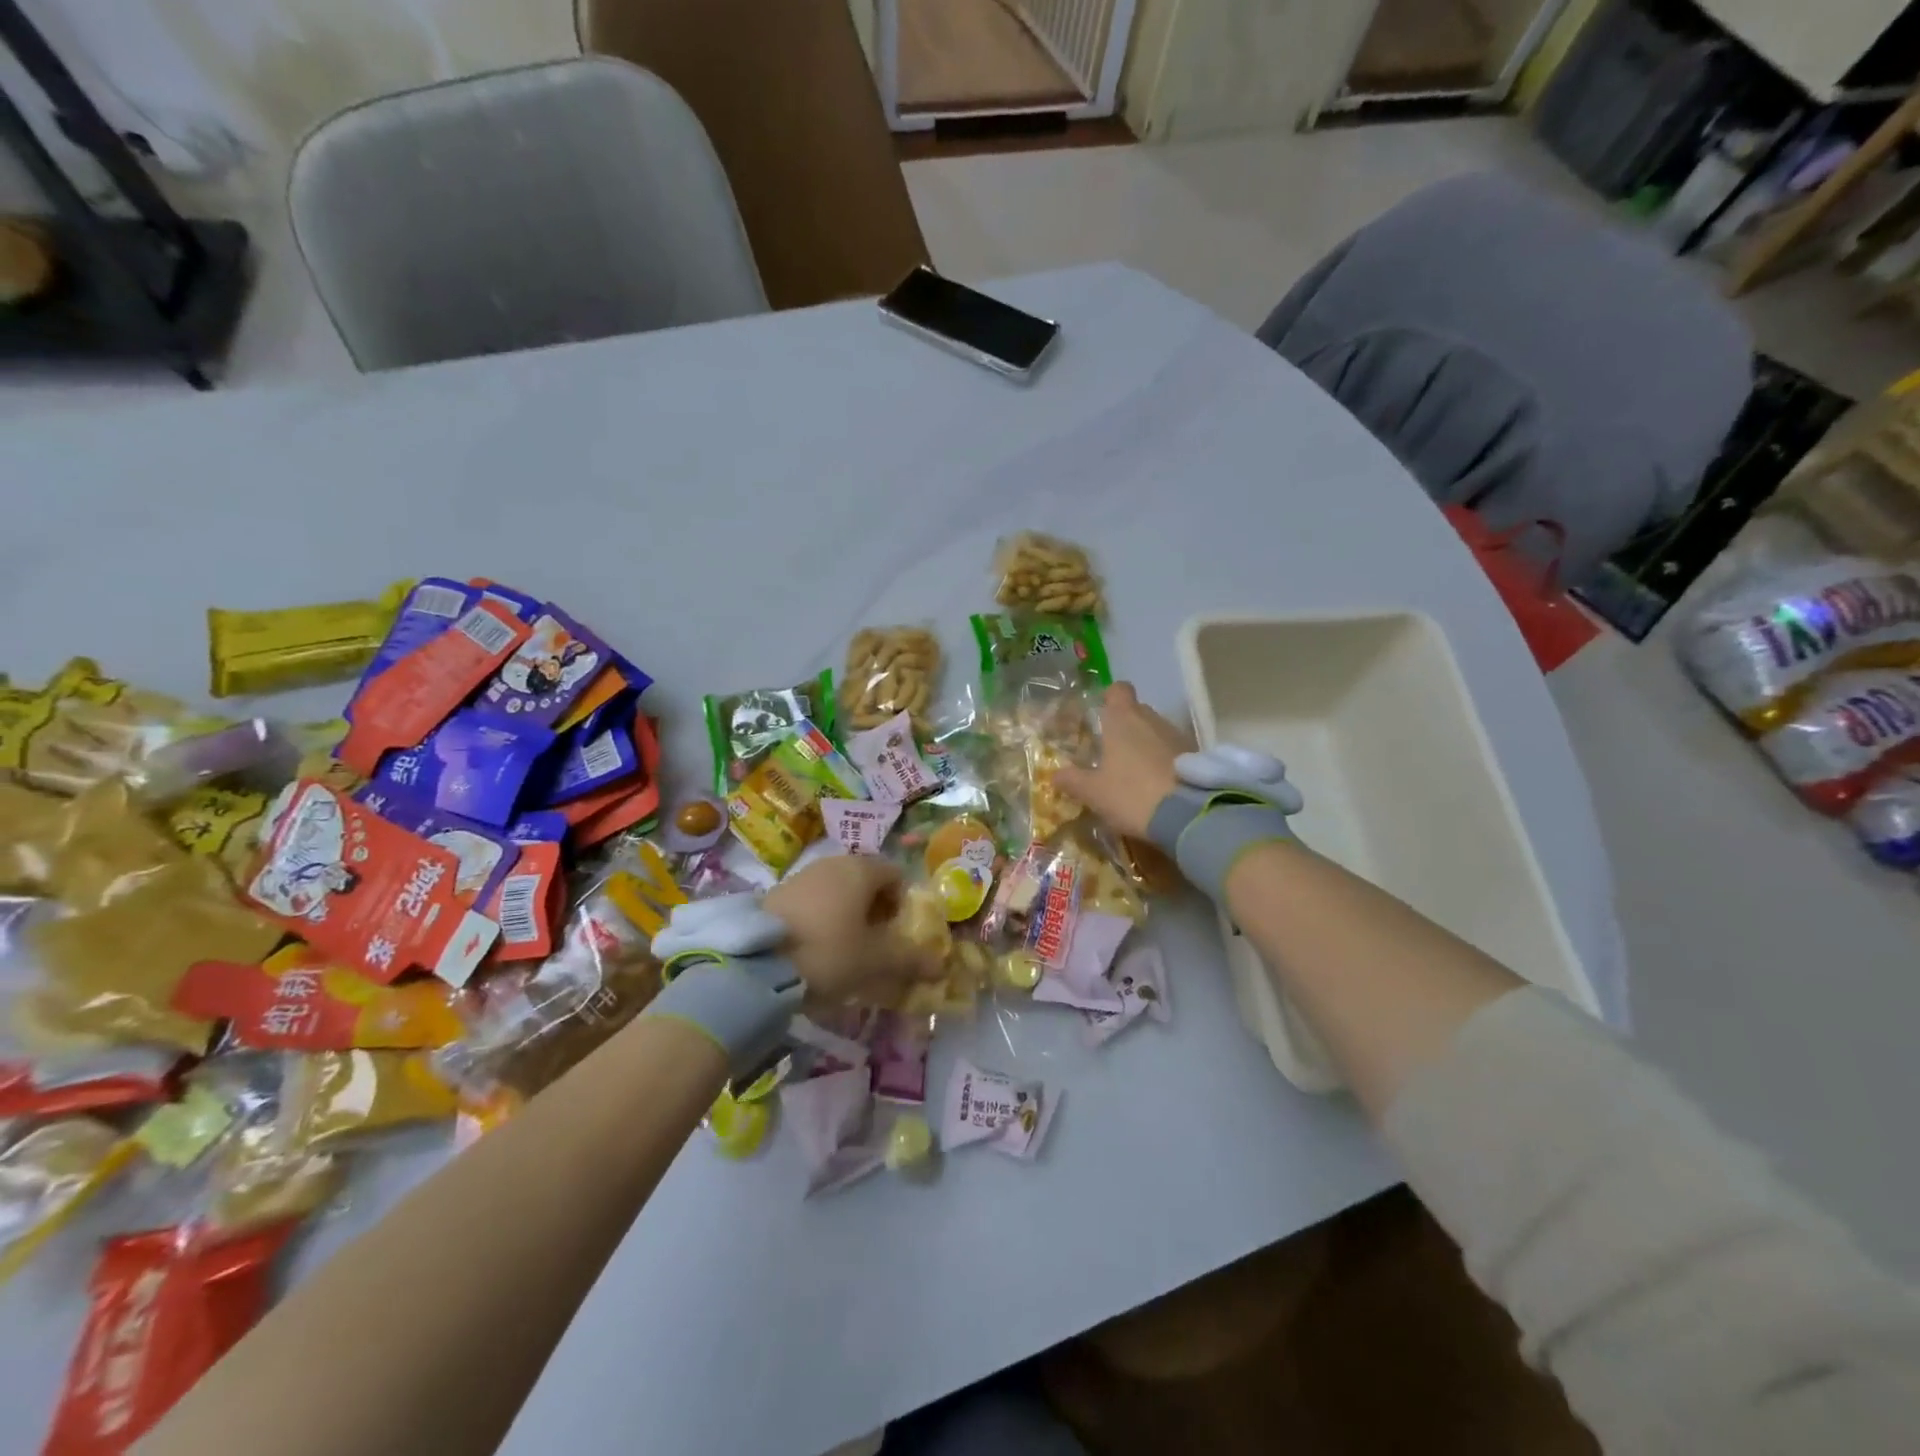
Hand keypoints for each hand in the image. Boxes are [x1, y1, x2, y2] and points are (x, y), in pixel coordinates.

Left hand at [764, 855, 942, 1002]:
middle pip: (866, 881)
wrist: (755, 963)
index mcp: (861, 869)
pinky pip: (812, 901)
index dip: (902, 904)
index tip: (897, 934)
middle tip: (874, 945)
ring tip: (844, 950)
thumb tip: (941, 964)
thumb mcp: (874, 961)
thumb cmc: (828, 952)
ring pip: (837, 891)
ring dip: (847, 915)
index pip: (895, 874)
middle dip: (875, 910)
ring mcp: (801, 875)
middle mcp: (832, 863)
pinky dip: (821, 918)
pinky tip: (814, 948)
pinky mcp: (776, 893)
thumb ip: (910, 959)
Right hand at [1054, 682, 1184, 839]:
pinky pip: (1174, 751)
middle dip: (1125, 727)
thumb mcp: (1093, 793)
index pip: (1118, 690)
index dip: (1109, 698)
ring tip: (1135, 774)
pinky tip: (1157, 785)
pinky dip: (1165, 761)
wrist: (1188, 815)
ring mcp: (1177, 736)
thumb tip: (1055, 774)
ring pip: (1156, 731)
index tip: (1101, 715)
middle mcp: (1152, 719)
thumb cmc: (1132, 794)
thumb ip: (1072, 780)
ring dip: (1146, 745)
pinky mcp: (1197, 756)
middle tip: (1111, 752)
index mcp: (1123, 719)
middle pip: (1137, 711)